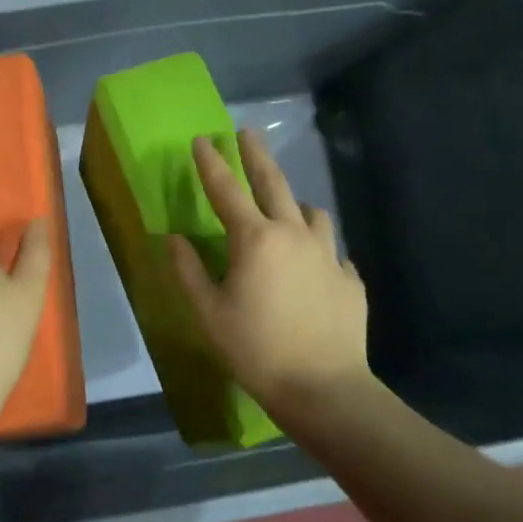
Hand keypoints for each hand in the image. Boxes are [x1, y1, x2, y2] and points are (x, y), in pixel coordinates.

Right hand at [168, 129, 371, 413]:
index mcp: (255, 240)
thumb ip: (188, 271)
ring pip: (313, 213)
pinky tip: (313, 266)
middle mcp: (294, 234)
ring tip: (287, 209)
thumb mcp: (208, 313)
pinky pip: (332, 251)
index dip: (211, 162)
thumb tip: (173, 238)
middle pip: (275, 183)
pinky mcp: (349, 279)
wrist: (323, 387)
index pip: (227, 190)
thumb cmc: (255, 350)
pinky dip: (317, 248)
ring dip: (295, 204)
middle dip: (257, 156)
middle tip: (248, 134)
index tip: (202, 139)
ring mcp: (328, 255)